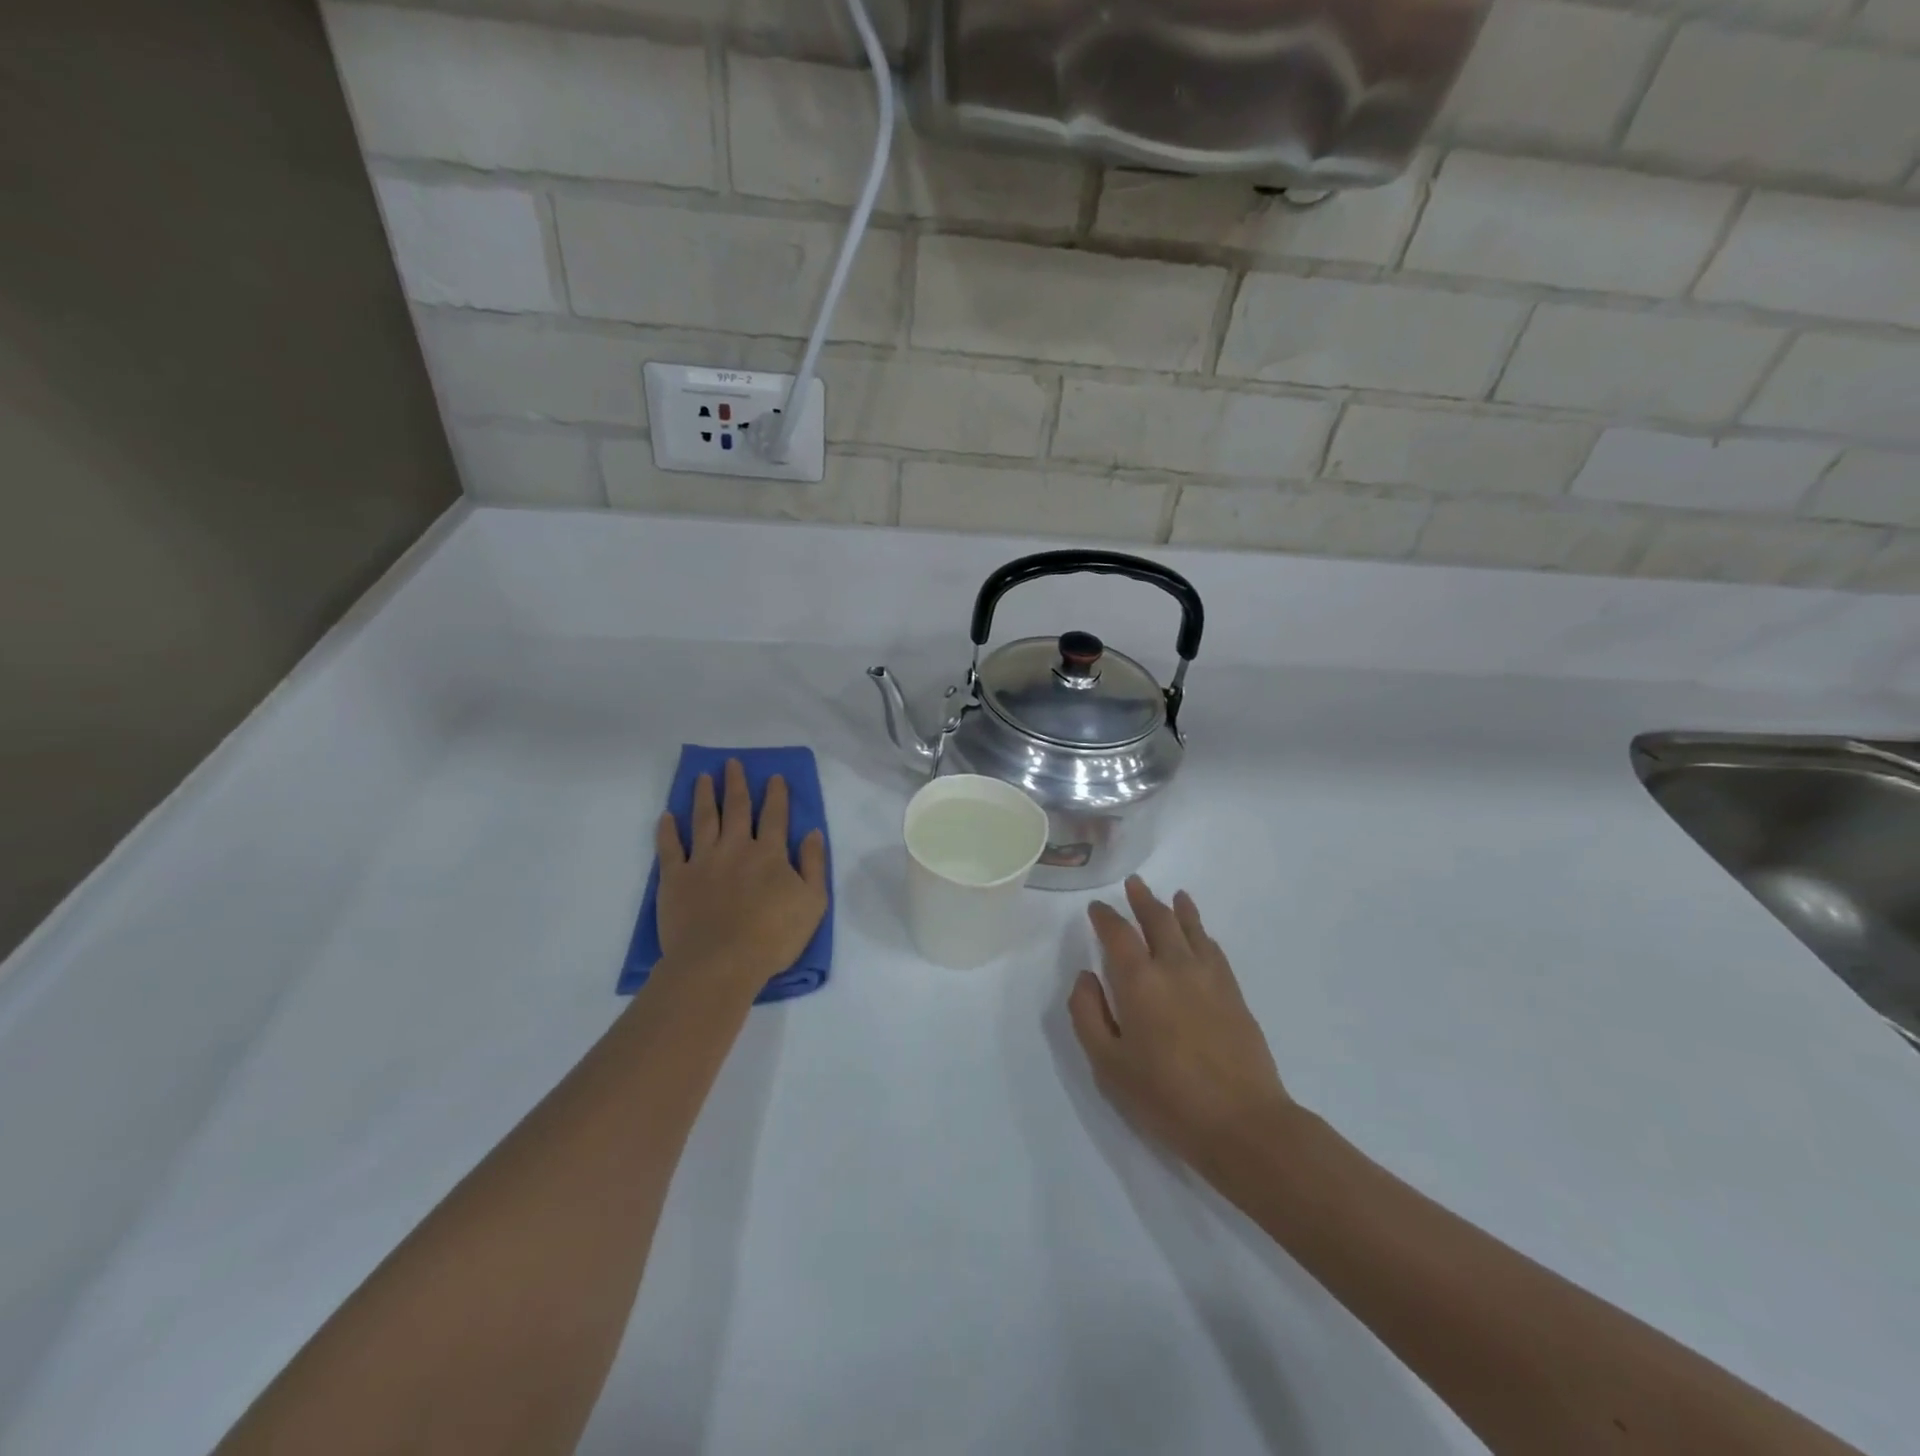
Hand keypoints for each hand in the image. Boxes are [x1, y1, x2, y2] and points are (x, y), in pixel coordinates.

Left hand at [654, 759, 828, 1004]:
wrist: (719, 963)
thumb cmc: (772, 936)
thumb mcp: (812, 902)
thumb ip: (814, 864)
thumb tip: (812, 832)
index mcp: (769, 853)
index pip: (774, 815)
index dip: (776, 795)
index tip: (774, 777)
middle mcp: (735, 848)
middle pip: (735, 808)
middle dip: (735, 783)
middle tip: (732, 763)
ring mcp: (702, 861)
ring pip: (703, 820)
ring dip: (703, 796)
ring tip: (702, 777)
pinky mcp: (675, 879)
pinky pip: (669, 848)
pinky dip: (667, 830)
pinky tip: (667, 816)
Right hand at [1068, 877, 1293, 1171]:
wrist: (1242, 1122)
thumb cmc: (1165, 1097)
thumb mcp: (1108, 1064)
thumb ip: (1088, 1014)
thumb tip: (1086, 977)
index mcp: (1139, 980)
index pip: (1118, 933)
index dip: (1105, 917)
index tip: (1097, 908)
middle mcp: (1174, 966)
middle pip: (1158, 919)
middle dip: (1143, 899)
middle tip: (1134, 883)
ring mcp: (1209, 977)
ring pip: (1191, 928)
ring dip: (1178, 908)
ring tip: (1174, 895)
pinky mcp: (1234, 993)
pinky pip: (1214, 949)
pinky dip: (1203, 933)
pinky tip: (1201, 934)